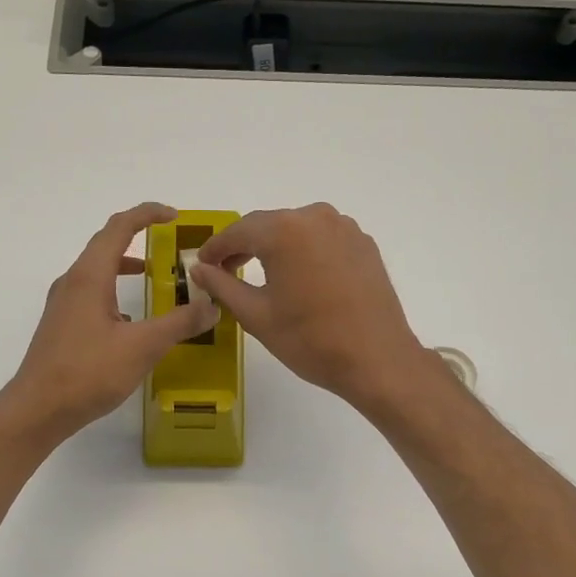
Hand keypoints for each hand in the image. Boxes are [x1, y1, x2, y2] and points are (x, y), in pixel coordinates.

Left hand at [0, 204, 218, 443]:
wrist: (38, 409)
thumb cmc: (88, 372)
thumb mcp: (142, 347)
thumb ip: (180, 323)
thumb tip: (211, 306)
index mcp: (90, 276)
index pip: (119, 228)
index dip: (147, 215)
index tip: (174, 216)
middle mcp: (72, 282)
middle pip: (105, 245)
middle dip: (138, 238)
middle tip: (169, 245)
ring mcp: (63, 305)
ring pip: (97, 272)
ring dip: (124, 267)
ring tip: (152, 278)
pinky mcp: (61, 326)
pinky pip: (91, 296)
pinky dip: (114, 293)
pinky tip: (130, 322)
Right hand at [191, 203, 433, 412]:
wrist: (377, 359)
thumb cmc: (310, 340)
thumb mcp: (256, 315)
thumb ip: (222, 286)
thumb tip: (199, 268)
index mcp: (284, 230)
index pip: (238, 231)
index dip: (216, 248)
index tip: (202, 264)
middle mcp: (316, 217)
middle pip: (269, 225)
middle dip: (245, 246)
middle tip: (226, 271)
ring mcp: (345, 228)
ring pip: (297, 230)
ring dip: (275, 248)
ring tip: (262, 275)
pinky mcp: (364, 244)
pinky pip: (323, 240)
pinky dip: (304, 253)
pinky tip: (300, 278)